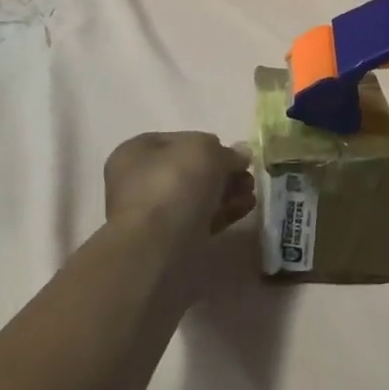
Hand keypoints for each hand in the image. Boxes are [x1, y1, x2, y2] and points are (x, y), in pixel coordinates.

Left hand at [104, 132, 255, 251]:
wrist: (155, 248)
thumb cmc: (173, 185)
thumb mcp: (205, 151)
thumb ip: (225, 151)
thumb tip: (240, 154)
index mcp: (137, 152)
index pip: (180, 141)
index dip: (210, 144)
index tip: (235, 154)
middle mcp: (140, 181)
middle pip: (191, 170)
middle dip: (223, 172)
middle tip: (247, 176)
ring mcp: (153, 214)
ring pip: (197, 197)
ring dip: (226, 193)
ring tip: (251, 194)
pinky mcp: (169, 241)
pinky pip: (200, 220)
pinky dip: (223, 213)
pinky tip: (245, 209)